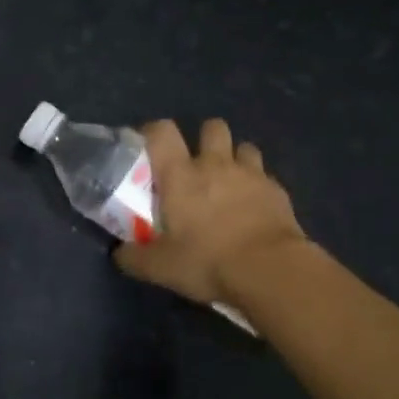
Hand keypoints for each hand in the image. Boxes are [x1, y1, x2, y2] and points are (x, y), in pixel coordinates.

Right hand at [114, 118, 308, 305]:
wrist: (271, 272)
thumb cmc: (207, 261)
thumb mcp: (160, 267)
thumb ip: (134, 257)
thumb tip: (120, 254)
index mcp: (180, 175)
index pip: (162, 132)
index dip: (153, 132)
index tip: (149, 146)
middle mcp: (215, 164)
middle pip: (211, 127)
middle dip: (204, 138)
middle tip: (196, 165)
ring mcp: (251, 174)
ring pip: (243, 147)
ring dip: (234, 158)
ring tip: (228, 182)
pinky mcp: (278, 191)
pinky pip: (265, 176)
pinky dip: (257, 185)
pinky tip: (253, 207)